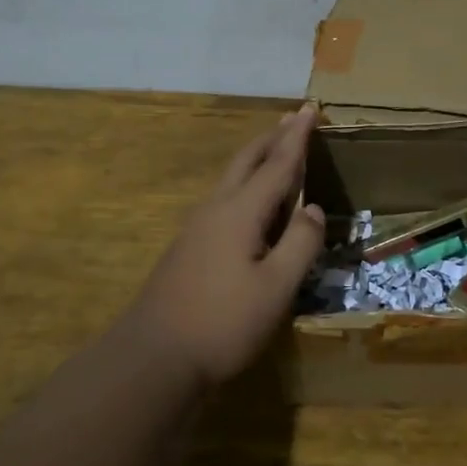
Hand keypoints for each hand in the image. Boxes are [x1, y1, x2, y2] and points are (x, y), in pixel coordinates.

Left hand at [123, 105, 325, 387]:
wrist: (153, 357)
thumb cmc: (223, 322)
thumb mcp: (276, 287)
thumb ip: (300, 244)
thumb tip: (313, 209)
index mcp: (240, 211)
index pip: (277, 163)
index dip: (297, 137)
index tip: (311, 108)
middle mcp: (216, 208)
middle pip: (247, 161)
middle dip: (273, 138)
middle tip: (294, 120)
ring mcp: (197, 227)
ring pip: (233, 179)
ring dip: (258, 160)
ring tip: (277, 152)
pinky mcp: (189, 247)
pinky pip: (225, 199)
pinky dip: (247, 186)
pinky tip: (253, 204)